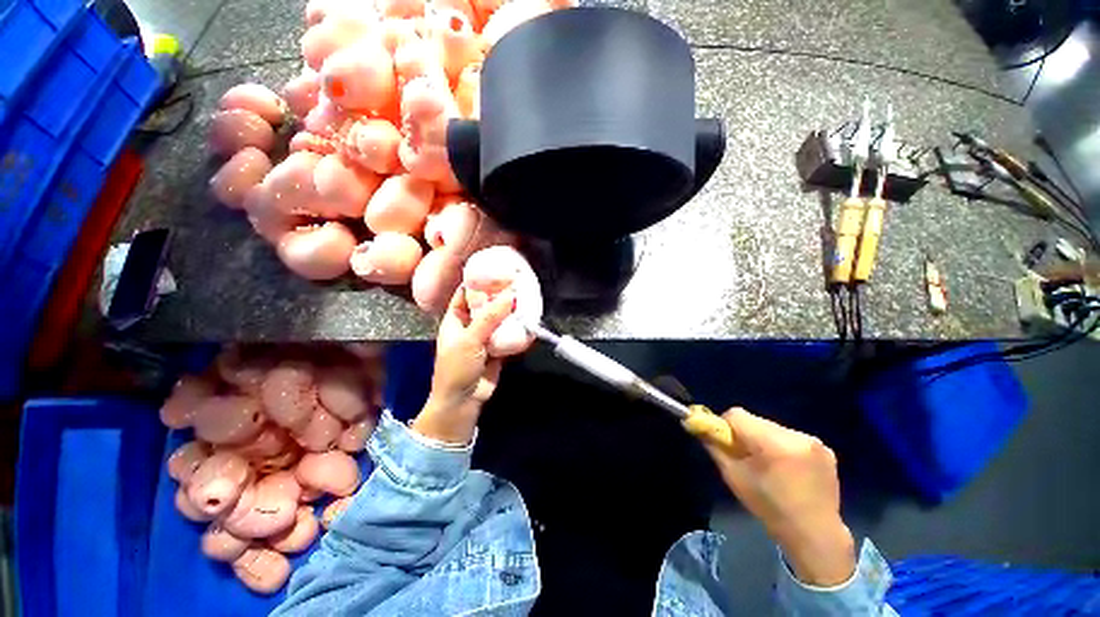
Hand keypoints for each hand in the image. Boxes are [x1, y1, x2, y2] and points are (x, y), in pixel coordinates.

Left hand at [412, 286, 514, 443]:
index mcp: (455, 318)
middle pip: (485, 304)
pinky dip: (515, 327)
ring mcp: (484, 336)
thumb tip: (509, 294)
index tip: (495, 269)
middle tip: (516, 281)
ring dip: (510, 311)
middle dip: (499, 294)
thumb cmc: (457, 367)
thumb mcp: (470, 339)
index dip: (478, 281)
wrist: (464, 401)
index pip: (465, 293)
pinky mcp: (497, 348)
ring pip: (498, 318)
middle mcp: (470, 324)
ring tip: (525, 296)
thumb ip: (490, 317)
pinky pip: (507, 333)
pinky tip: (527, 318)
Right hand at [702, 408, 855, 586]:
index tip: (726, 443)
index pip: (737, 414)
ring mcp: (814, 442)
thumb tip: (698, 425)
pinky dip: (783, 447)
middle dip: (746, 435)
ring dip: (765, 441)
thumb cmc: (769, 507)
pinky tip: (788, 469)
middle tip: (746, 458)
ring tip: (770, 466)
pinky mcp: (826, 449)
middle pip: (756, 421)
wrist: (815, 535)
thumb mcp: (733, 477)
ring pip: (773, 428)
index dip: (725, 426)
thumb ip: (715, 447)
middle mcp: (796, 436)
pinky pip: (791, 438)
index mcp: (773, 443)